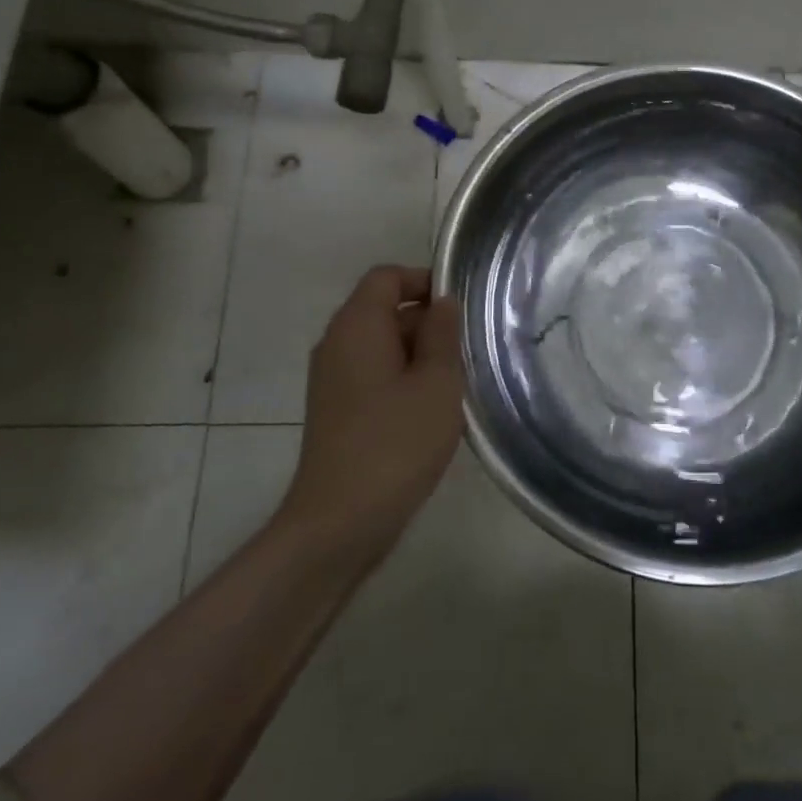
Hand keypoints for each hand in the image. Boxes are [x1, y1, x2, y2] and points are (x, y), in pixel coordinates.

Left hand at [280, 265, 464, 560]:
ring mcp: (333, 380)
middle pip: (384, 309)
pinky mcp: (337, 410)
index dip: (424, 280)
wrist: (339, 522)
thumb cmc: (395, 443)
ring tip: (456, 383)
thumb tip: (441, 302)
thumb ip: (442, 334)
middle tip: (468, 350)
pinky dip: (404, 380)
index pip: (387, 277)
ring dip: (420, 355)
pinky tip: (432, 411)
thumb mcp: (436, 383)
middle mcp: (337, 344)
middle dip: (428, 322)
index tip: (460, 308)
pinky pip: (374, 375)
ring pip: (383, 346)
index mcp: (356, 326)